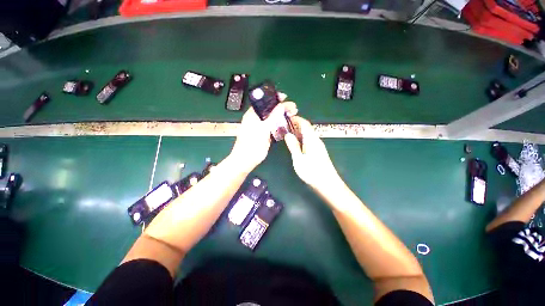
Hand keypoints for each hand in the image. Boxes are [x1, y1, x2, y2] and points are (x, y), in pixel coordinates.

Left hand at [229, 97, 296, 172]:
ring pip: (271, 117)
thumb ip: (271, 117)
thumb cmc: (252, 145)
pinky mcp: (263, 133)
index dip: (274, 98)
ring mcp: (260, 126)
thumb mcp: (262, 129)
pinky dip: (279, 122)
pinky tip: (285, 123)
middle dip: (281, 106)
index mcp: (252, 114)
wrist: (246, 160)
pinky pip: (272, 125)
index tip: (285, 97)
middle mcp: (256, 118)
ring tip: (291, 113)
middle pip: (269, 108)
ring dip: (281, 114)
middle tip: (292, 107)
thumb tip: (281, 105)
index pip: (264, 101)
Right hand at [284, 116, 339, 188]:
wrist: (328, 184)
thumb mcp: (298, 159)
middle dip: (296, 124)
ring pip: (308, 134)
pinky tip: (296, 143)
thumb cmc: (312, 172)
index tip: (287, 117)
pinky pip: (309, 140)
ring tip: (288, 133)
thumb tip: (287, 134)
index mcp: (311, 139)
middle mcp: (316, 140)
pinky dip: (301, 138)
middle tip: (284, 125)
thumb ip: (293, 146)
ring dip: (298, 131)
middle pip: (307, 128)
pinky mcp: (318, 152)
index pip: (305, 124)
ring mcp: (318, 146)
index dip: (296, 119)